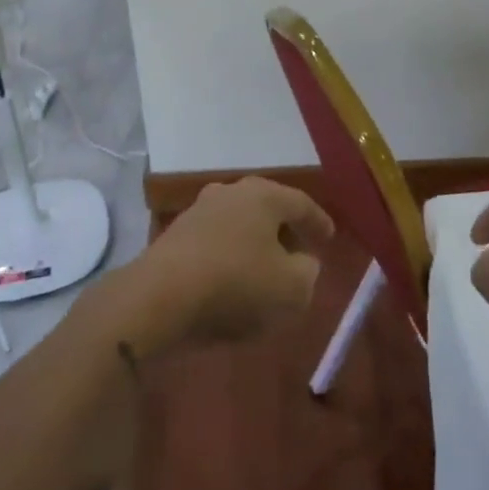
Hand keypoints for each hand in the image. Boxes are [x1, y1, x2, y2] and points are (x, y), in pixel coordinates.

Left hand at [117, 178, 330, 357]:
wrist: (159, 297)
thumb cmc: (236, 284)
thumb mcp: (292, 288)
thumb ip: (308, 273)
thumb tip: (302, 263)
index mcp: (263, 195)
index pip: (301, 203)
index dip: (318, 222)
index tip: (330, 237)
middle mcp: (230, 192)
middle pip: (268, 209)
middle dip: (285, 231)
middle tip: (300, 253)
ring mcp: (198, 211)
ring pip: (240, 224)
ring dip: (255, 244)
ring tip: (267, 270)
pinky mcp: (175, 236)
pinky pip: (217, 242)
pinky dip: (231, 257)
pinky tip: (234, 281)